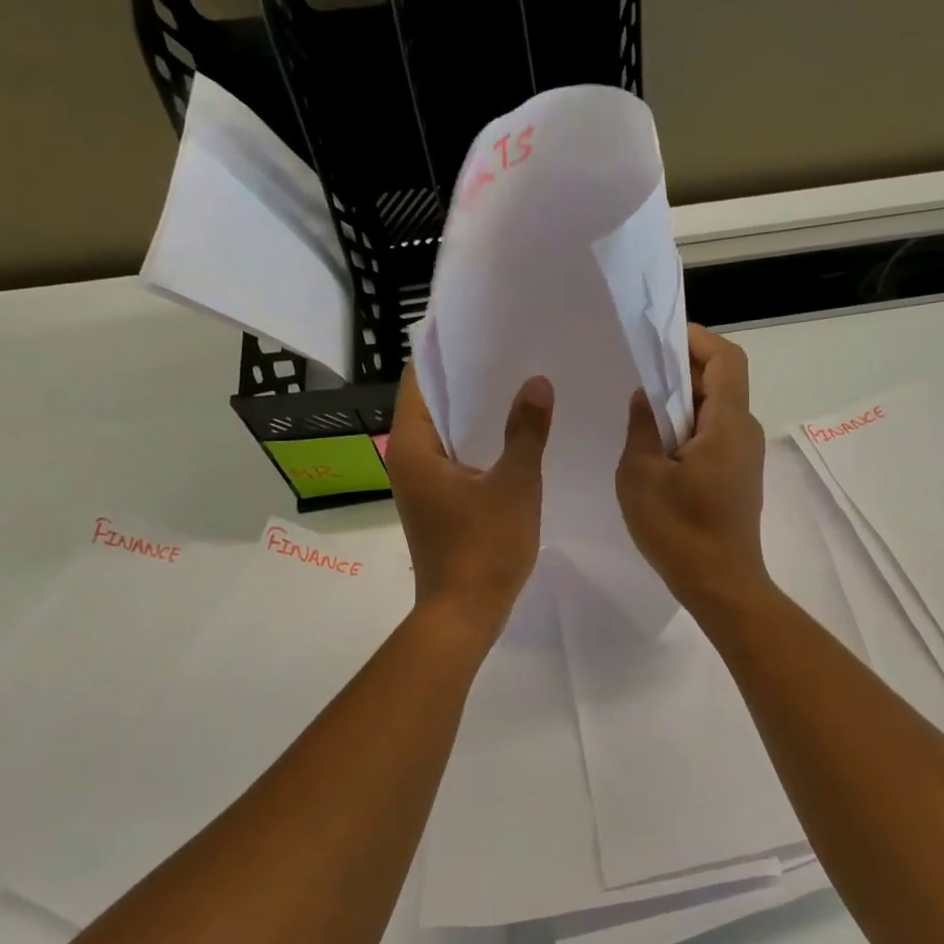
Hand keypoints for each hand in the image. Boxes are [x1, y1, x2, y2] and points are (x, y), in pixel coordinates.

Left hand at [387, 365, 553, 639]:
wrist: (464, 614)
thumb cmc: (484, 548)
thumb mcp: (514, 485)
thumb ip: (526, 432)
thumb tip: (536, 383)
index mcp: (413, 449)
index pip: (418, 383)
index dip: (444, 353)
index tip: (476, 329)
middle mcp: (407, 462)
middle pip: (431, 405)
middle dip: (465, 380)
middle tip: (506, 352)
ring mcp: (420, 486)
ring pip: (445, 434)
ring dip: (474, 413)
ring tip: (514, 384)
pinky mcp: (437, 505)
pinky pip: (454, 459)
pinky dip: (477, 443)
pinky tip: (512, 436)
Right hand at [616, 325, 770, 618]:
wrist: (721, 586)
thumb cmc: (679, 530)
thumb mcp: (640, 475)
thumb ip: (641, 427)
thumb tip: (645, 398)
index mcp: (727, 423)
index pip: (726, 358)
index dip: (695, 340)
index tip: (658, 339)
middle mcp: (744, 432)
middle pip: (721, 381)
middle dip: (682, 370)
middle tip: (638, 373)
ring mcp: (745, 457)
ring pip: (716, 410)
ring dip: (682, 402)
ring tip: (642, 410)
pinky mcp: (738, 478)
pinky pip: (715, 436)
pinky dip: (688, 428)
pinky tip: (658, 447)